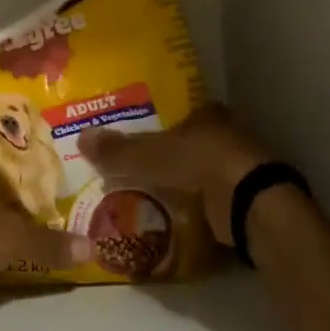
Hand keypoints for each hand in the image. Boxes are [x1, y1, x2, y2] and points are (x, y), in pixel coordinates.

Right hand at [78, 105, 273, 245]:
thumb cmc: (199, 163)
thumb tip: (80, 137)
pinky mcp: (244, 197)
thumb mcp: (148, 156)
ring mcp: (238, 167)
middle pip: (190, 144)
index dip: (159, 126)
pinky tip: (174, 216)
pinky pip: (211, 199)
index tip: (139, 139)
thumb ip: (117, 150)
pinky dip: (195, 206)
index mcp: (207, 115)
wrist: (248, 202)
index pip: (179, 115)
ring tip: (148, 196)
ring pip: (201, 172)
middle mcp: (227, 135)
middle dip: (168, 157)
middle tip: (137, 171)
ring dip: (182, 183)